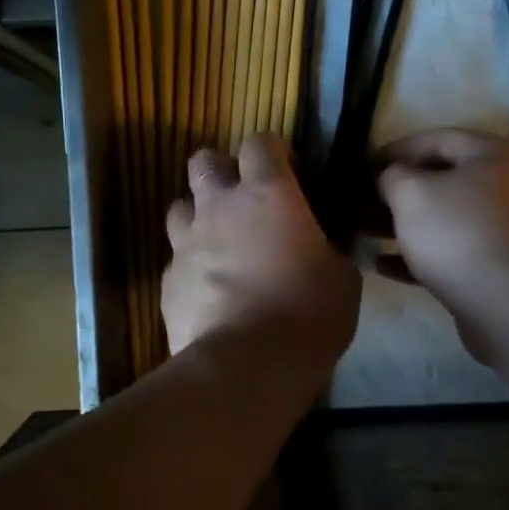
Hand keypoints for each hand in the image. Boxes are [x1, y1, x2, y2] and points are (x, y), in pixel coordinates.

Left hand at [162, 134, 359, 370]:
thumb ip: (326, 249)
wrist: (247, 366)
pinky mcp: (167, 281)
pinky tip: (208, 290)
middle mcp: (219, 208)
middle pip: (204, 162)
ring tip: (218, 241)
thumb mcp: (341, 278)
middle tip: (243, 198)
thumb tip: (320, 248)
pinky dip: (191, 266)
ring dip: (198, 215)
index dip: (273, 150)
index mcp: (268, 195)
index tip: (288, 169)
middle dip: (221, 170)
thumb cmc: (308, 314)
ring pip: (179, 206)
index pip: (260, 143)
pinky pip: (175, 260)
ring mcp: (186, 244)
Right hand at [374, 129, 508, 313]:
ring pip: (440, 218)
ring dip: (400, 225)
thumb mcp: (411, 192)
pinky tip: (380, 264)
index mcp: (491, 154)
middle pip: (439, 181)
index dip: (394, 150)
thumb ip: (391, 175)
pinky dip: (415, 254)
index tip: (361, 168)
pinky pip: (446, 251)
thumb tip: (388, 177)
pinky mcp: (492, 265)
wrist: (505, 300)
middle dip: (394, 193)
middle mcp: (502, 184)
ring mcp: (500, 227)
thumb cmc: (456, 231)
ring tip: (362, 233)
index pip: (435, 139)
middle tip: (359, 203)